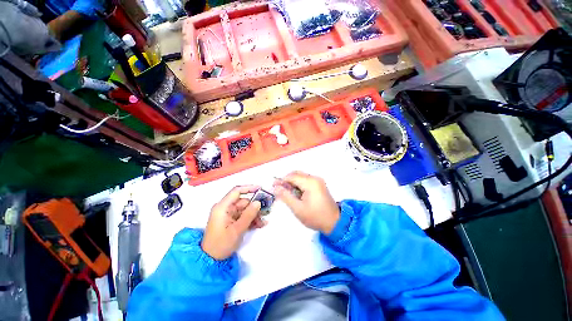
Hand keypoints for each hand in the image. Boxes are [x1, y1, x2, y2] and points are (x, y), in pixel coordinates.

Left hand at [201, 185, 265, 259]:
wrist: (210, 260)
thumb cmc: (221, 244)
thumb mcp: (237, 230)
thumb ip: (248, 215)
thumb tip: (258, 202)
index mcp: (222, 207)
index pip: (236, 191)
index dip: (249, 188)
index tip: (260, 188)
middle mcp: (225, 208)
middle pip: (243, 202)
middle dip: (254, 207)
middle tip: (264, 213)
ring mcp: (228, 214)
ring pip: (245, 209)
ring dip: (254, 215)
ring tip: (261, 223)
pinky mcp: (231, 220)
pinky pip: (243, 216)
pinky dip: (250, 219)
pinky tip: (258, 225)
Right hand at [273, 171, 339, 234]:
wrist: (334, 222)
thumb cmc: (315, 217)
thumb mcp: (298, 208)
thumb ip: (285, 196)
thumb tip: (275, 187)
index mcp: (310, 182)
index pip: (292, 177)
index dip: (281, 180)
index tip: (273, 186)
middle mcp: (315, 178)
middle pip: (296, 174)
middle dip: (286, 180)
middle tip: (279, 189)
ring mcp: (318, 181)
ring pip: (301, 176)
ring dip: (292, 182)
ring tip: (286, 192)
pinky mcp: (319, 184)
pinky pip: (306, 180)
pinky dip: (299, 184)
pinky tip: (295, 192)